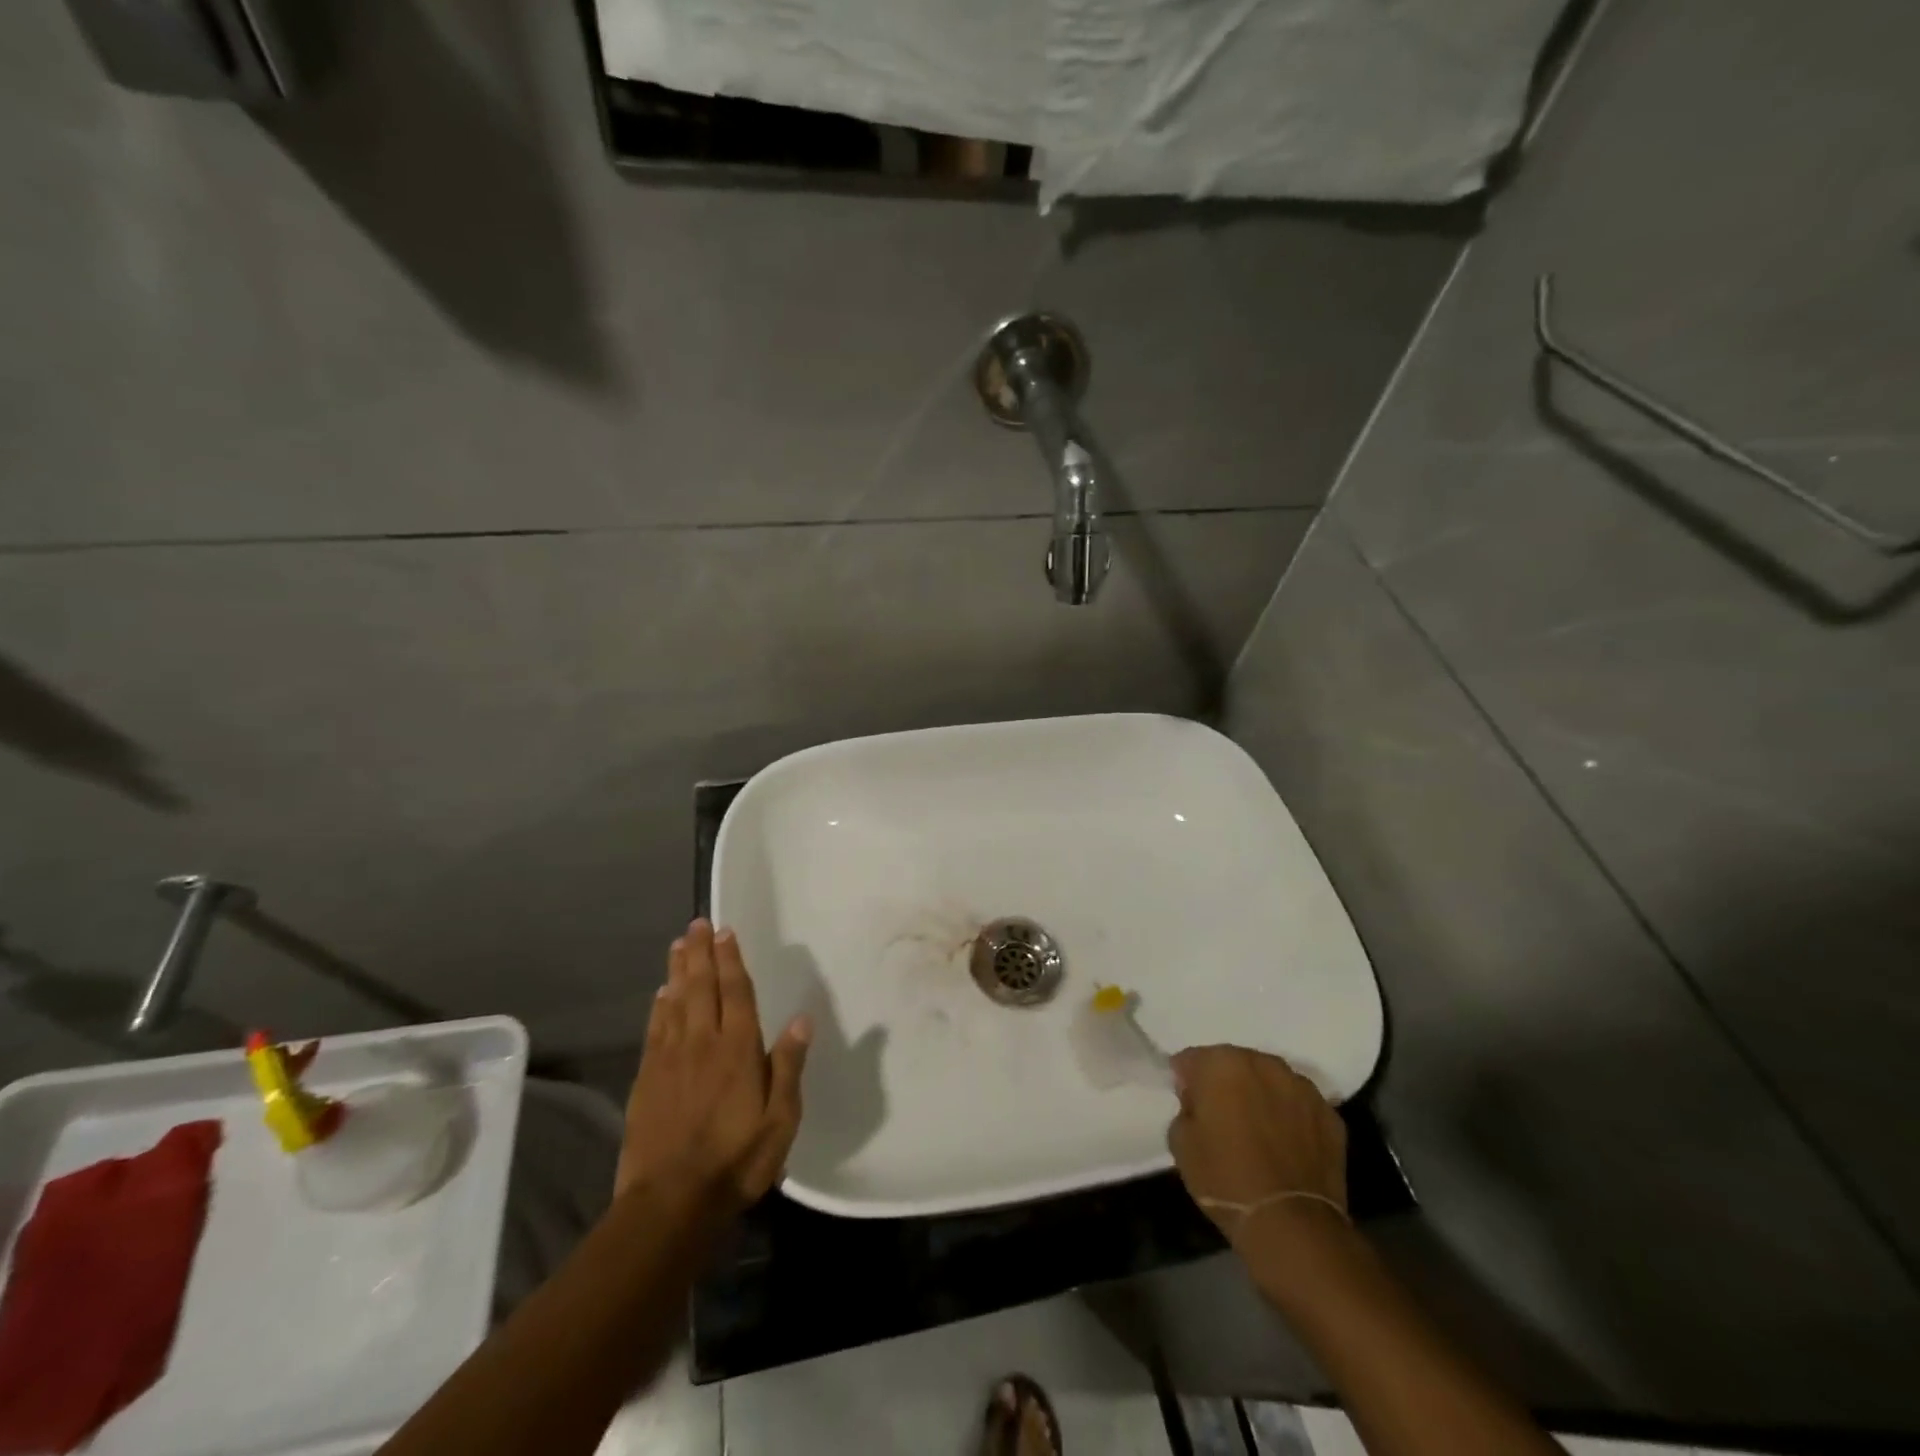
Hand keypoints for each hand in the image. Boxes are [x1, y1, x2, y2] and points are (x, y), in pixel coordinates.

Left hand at [614, 919, 811, 1213]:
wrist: (670, 1202)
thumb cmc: (736, 1160)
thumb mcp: (781, 1120)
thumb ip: (788, 1066)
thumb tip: (801, 1019)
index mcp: (739, 1049)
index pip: (736, 992)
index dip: (731, 960)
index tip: (726, 932)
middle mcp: (703, 1042)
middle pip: (701, 987)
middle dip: (700, 953)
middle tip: (697, 924)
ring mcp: (670, 1059)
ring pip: (675, 1002)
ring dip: (678, 970)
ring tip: (679, 944)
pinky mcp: (647, 1079)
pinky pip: (655, 1030)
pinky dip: (659, 1006)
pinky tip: (660, 994)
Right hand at [1166, 1045, 1346, 1250]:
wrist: (1291, 1226)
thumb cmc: (1225, 1179)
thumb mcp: (1181, 1143)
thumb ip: (1186, 1108)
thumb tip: (1198, 1100)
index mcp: (1222, 1063)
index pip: (1193, 1059)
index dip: (1186, 1080)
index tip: (1187, 1102)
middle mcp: (1264, 1064)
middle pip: (1236, 1063)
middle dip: (1226, 1082)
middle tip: (1222, 1115)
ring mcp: (1302, 1087)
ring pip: (1271, 1081)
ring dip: (1261, 1095)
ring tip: (1258, 1129)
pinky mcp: (1331, 1115)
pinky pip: (1300, 1106)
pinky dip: (1291, 1117)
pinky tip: (1286, 1145)